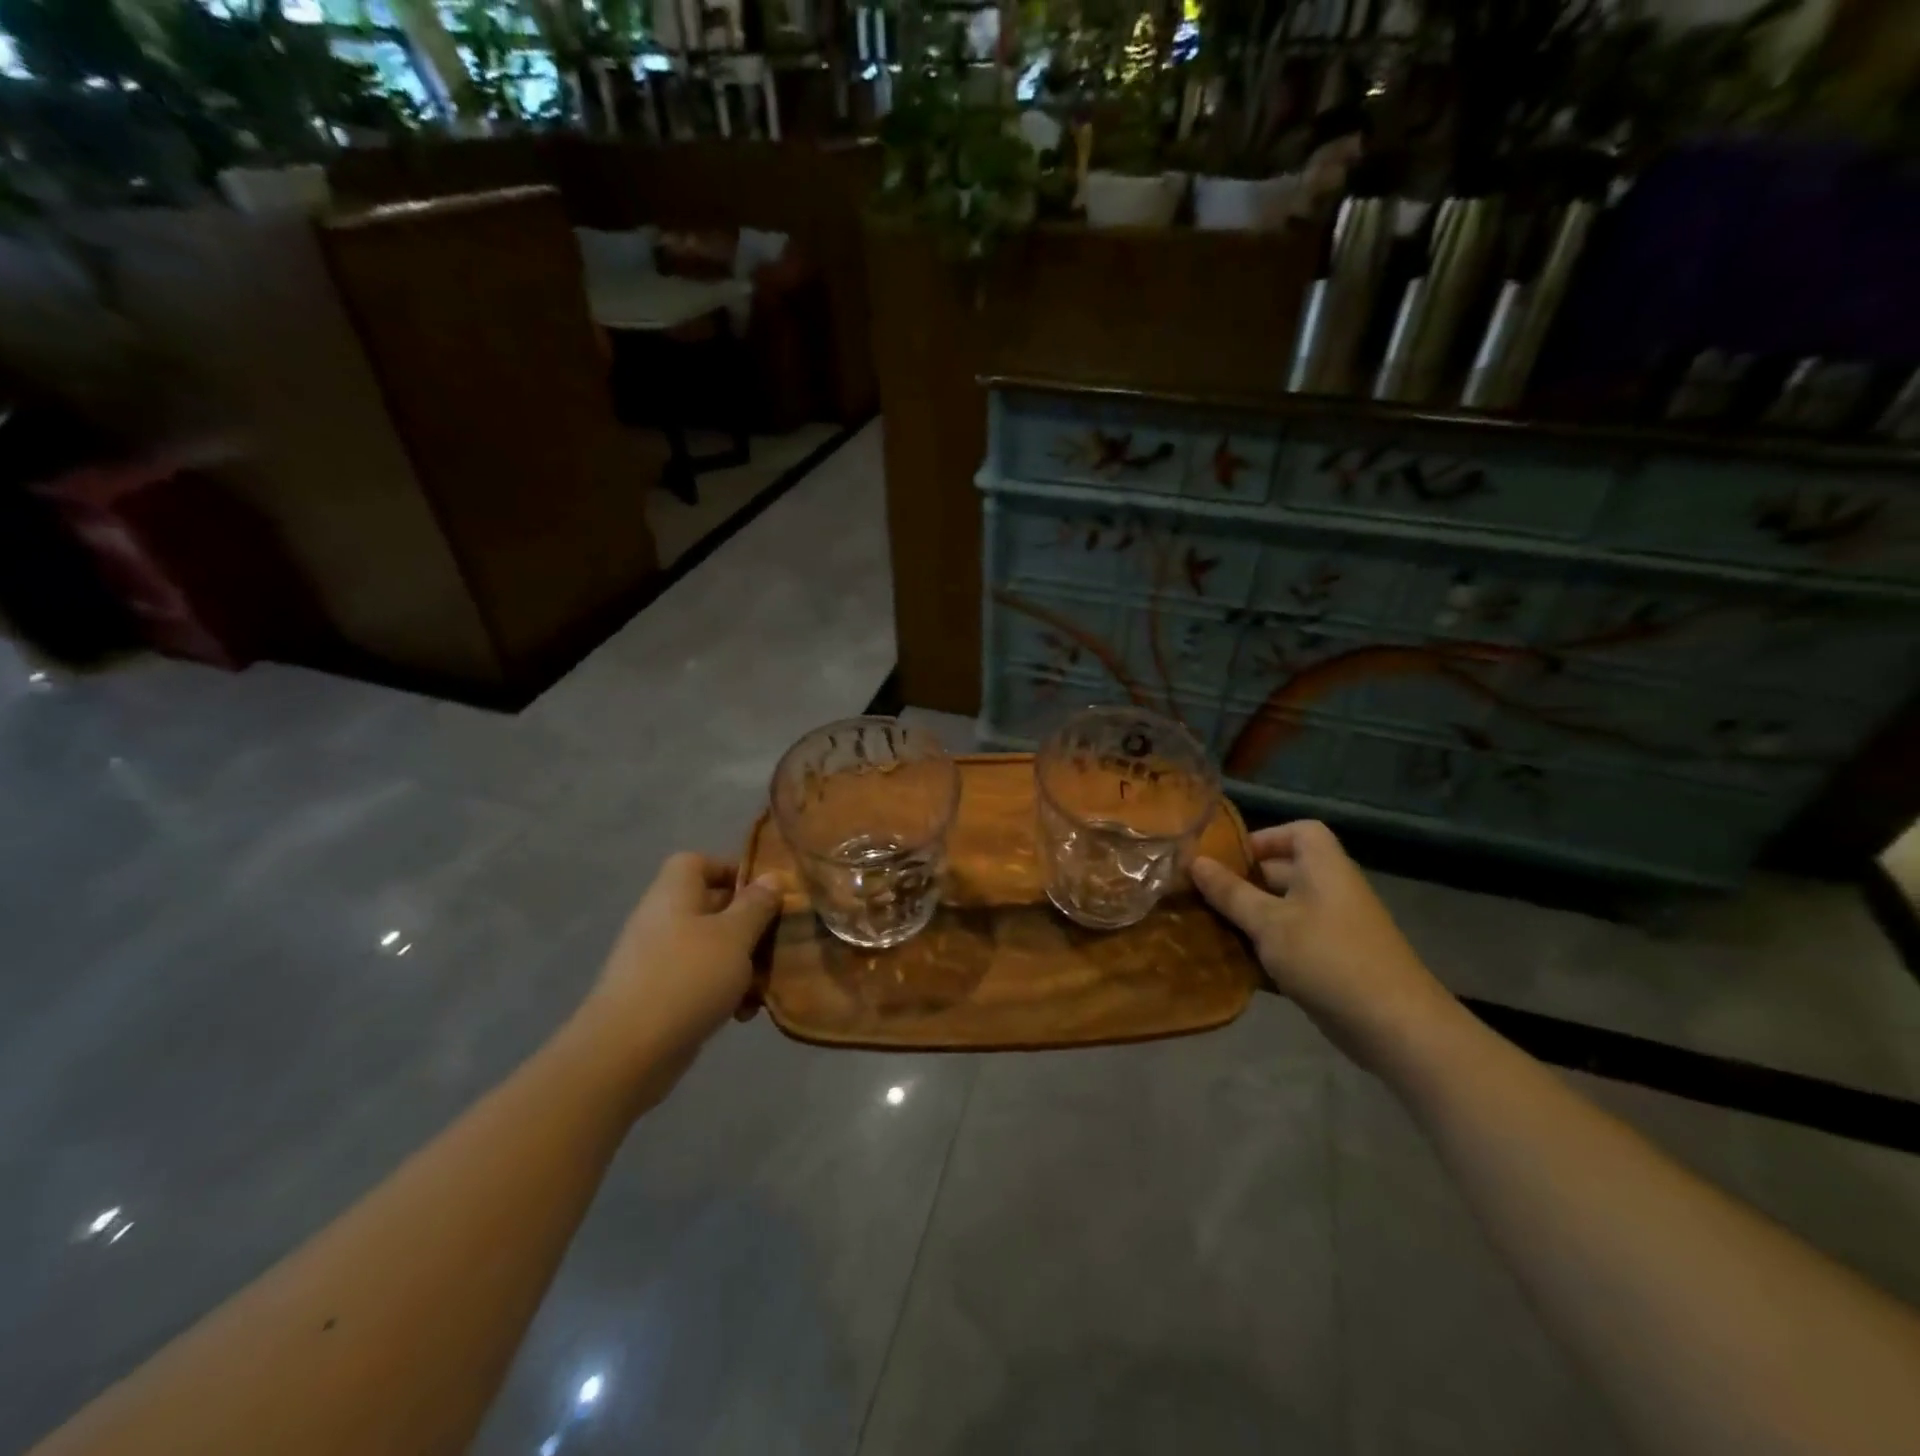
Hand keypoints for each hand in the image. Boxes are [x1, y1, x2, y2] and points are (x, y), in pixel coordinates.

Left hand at [570, 853, 782, 1084]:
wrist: (627, 1053)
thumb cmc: (687, 978)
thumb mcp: (734, 936)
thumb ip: (757, 905)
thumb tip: (772, 877)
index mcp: (675, 893)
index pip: (699, 862)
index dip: (732, 870)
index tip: (766, 893)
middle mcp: (663, 919)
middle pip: (712, 906)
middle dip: (749, 924)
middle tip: (779, 940)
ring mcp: (658, 959)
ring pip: (711, 948)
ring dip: (742, 963)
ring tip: (765, 985)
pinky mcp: (659, 996)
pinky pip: (700, 981)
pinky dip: (723, 992)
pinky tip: (743, 1014)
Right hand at [1192, 820, 1454, 1065]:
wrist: (1395, 1027)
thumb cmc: (1328, 958)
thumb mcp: (1269, 923)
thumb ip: (1230, 893)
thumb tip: (1195, 861)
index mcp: (1323, 867)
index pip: (1299, 832)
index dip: (1265, 838)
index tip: (1228, 858)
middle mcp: (1331, 890)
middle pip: (1285, 872)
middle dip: (1244, 882)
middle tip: (1202, 896)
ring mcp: (1335, 928)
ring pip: (1284, 911)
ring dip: (1250, 919)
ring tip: (1209, 929)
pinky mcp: (1333, 962)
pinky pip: (1292, 942)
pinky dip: (1266, 949)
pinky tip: (1235, 965)